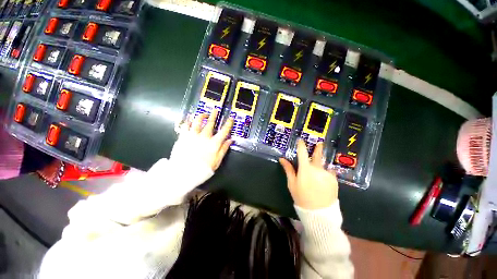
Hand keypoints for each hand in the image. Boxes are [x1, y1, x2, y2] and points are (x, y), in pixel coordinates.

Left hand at [171, 111, 233, 170]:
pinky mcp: (183, 136)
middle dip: (214, 115)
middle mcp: (204, 136)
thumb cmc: (203, 168)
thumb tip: (231, 140)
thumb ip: (224, 149)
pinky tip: (190, 118)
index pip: (224, 131)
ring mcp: (193, 135)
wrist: (184, 172)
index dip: (228, 124)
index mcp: (214, 143)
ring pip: (197, 121)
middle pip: (210, 123)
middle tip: (215, 110)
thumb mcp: (217, 161)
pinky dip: (189, 120)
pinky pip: (186, 125)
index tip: (231, 118)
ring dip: (201, 115)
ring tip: (203, 113)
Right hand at [279, 140, 338, 209]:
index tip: (300, 141)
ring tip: (318, 176)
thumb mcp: (292, 184)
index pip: (302, 153)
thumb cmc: (302, 197)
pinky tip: (323, 181)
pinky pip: (329, 173)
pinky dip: (326, 174)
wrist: (319, 214)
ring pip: (322, 166)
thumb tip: (282, 159)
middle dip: (318, 149)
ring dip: (320, 167)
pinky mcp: (334, 180)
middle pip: (317, 156)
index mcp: (305, 169)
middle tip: (320, 144)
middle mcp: (317, 169)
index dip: (301, 146)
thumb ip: (288, 169)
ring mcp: (327, 174)